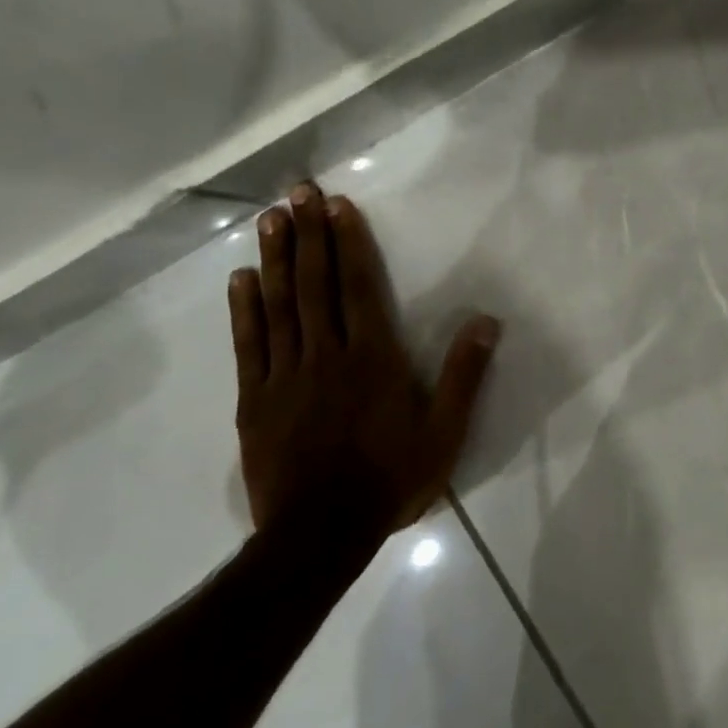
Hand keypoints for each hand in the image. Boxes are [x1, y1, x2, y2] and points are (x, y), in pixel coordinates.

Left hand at [228, 182, 500, 543]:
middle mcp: (326, 355)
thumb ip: (463, 375)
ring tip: (269, 218)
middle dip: (309, 235)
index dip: (348, 243)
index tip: (338, 205)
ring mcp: (285, 376)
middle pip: (315, 285)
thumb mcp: (444, 433)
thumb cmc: (390, 480)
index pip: (358, 287)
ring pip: (279, 306)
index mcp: (373, 359)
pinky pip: (249, 345)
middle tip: (297, 191)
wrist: (319, 536)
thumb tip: (485, 321)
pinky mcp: (256, 400)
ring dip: (275, 258)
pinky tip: (241, 278)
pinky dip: (244, 309)